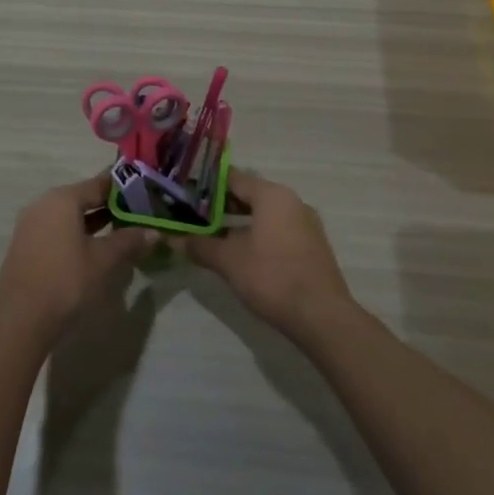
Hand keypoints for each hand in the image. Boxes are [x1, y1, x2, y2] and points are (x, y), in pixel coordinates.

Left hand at [0, 175, 155, 341]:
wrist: (21, 319)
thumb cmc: (67, 281)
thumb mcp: (104, 260)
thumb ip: (129, 241)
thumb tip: (154, 232)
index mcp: (62, 199)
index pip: (98, 184)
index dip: (124, 188)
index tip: (145, 193)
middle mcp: (43, 204)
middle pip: (82, 198)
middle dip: (110, 207)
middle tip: (137, 215)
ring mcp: (30, 225)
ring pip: (69, 216)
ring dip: (94, 222)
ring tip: (121, 232)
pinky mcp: (26, 246)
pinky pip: (57, 231)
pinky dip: (77, 235)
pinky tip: (94, 250)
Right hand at [184, 170, 354, 336]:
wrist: (321, 316)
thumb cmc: (271, 277)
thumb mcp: (228, 260)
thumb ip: (199, 245)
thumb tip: (172, 239)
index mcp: (272, 195)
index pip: (233, 178)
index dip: (207, 185)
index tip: (186, 194)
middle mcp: (292, 202)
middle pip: (250, 194)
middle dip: (222, 205)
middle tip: (194, 215)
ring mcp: (306, 224)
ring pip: (265, 213)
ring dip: (240, 222)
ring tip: (213, 234)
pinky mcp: (311, 246)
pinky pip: (278, 229)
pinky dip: (258, 233)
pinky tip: (241, 252)